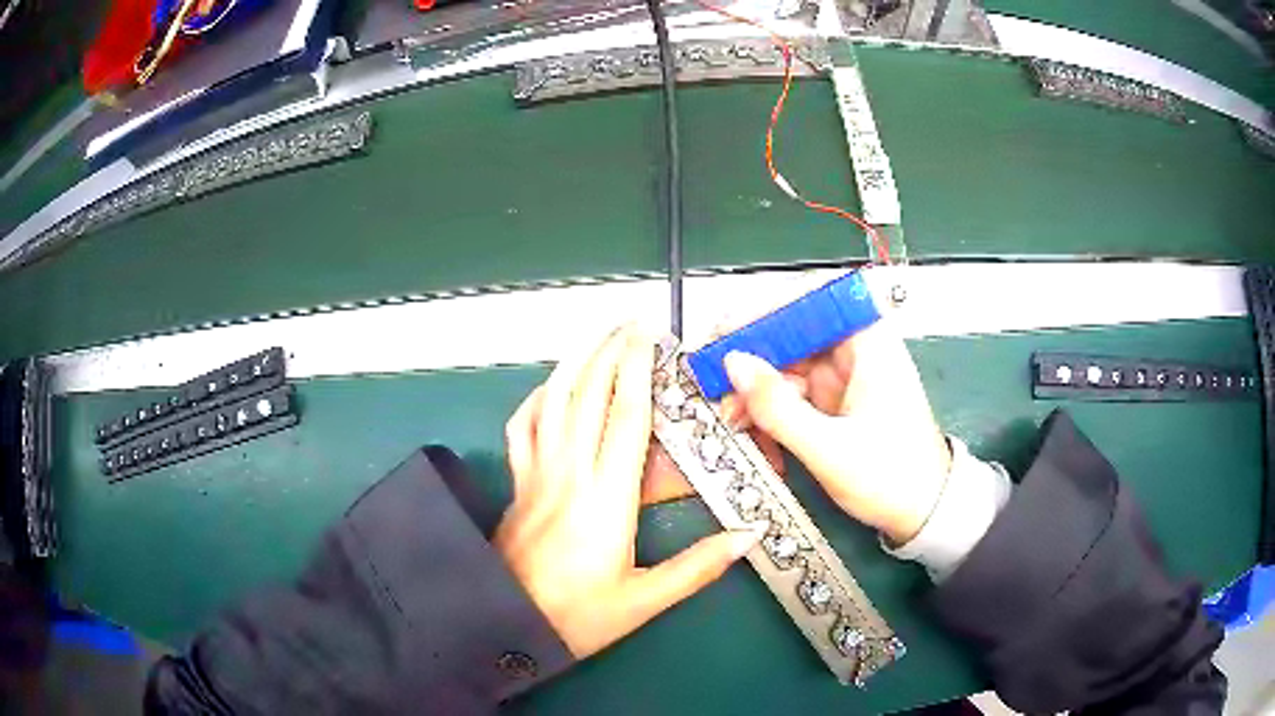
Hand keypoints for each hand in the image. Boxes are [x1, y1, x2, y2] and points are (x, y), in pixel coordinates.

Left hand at [494, 326, 764, 658]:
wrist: (503, 624)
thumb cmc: (576, 618)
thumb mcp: (643, 602)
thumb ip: (697, 568)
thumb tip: (749, 535)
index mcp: (606, 498)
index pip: (625, 416)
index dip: (637, 369)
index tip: (648, 335)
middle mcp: (570, 474)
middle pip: (588, 395)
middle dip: (609, 350)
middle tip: (629, 320)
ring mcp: (536, 474)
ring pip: (553, 402)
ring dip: (575, 361)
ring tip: (595, 335)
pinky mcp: (518, 484)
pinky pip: (523, 427)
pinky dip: (537, 399)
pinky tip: (551, 388)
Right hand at [721, 322, 951, 543]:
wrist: (924, 514)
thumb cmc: (890, 477)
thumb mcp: (829, 449)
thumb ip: (778, 407)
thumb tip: (732, 362)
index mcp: (867, 343)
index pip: (811, 301)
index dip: (764, 309)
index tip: (724, 331)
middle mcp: (854, 350)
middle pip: (792, 335)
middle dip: (751, 361)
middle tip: (713, 385)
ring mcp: (844, 378)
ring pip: (786, 368)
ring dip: (756, 394)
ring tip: (730, 422)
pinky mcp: (836, 403)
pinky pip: (793, 396)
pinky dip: (772, 415)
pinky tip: (757, 439)